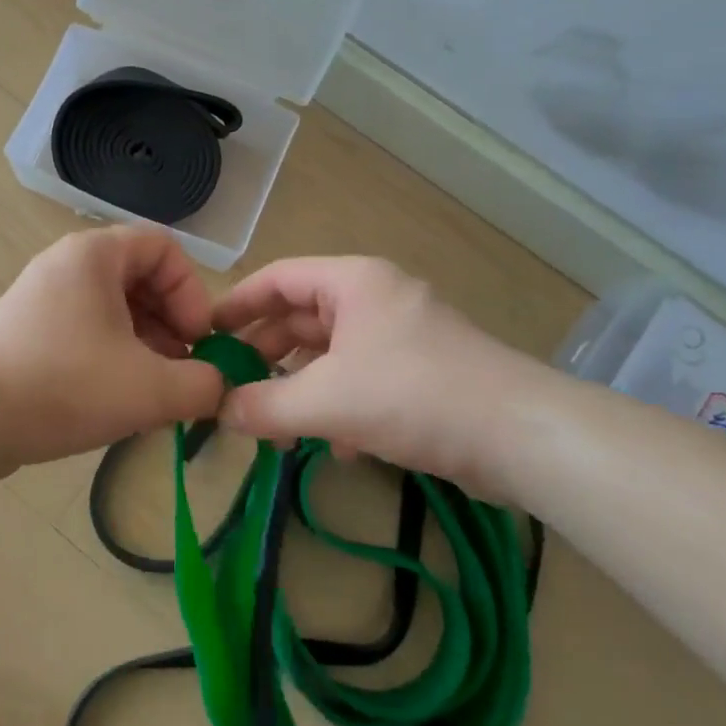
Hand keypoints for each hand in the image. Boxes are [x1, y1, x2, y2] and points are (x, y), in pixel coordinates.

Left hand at [0, 226, 227, 475]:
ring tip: (154, 394)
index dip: (193, 293)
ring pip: (114, 311)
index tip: (198, 342)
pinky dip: (113, 359)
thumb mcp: (148, 388)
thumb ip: (201, 385)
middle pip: (141, 279)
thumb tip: (218, 387)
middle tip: (182, 372)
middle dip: (172, 326)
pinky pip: (87, 332)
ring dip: (146, 347)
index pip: (165, 249)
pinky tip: (118, 401)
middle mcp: (68, 266)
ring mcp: (43, 299)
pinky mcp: (28, 333)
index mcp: (95, 255)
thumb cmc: (62, 384)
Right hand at [212, 256, 565, 500]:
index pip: (278, 278)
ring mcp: (402, 336)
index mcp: (352, 282)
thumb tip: (221, 412)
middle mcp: (376, 299)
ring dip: (300, 388)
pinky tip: (335, 446)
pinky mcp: (422, 373)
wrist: (520, 435)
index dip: (237, 304)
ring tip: (274, 427)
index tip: (205, 334)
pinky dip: (339, 406)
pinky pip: (362, 379)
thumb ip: (265, 405)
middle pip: (302, 317)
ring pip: (332, 354)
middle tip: (233, 388)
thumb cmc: (413, 394)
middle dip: (266, 355)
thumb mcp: (327, 399)